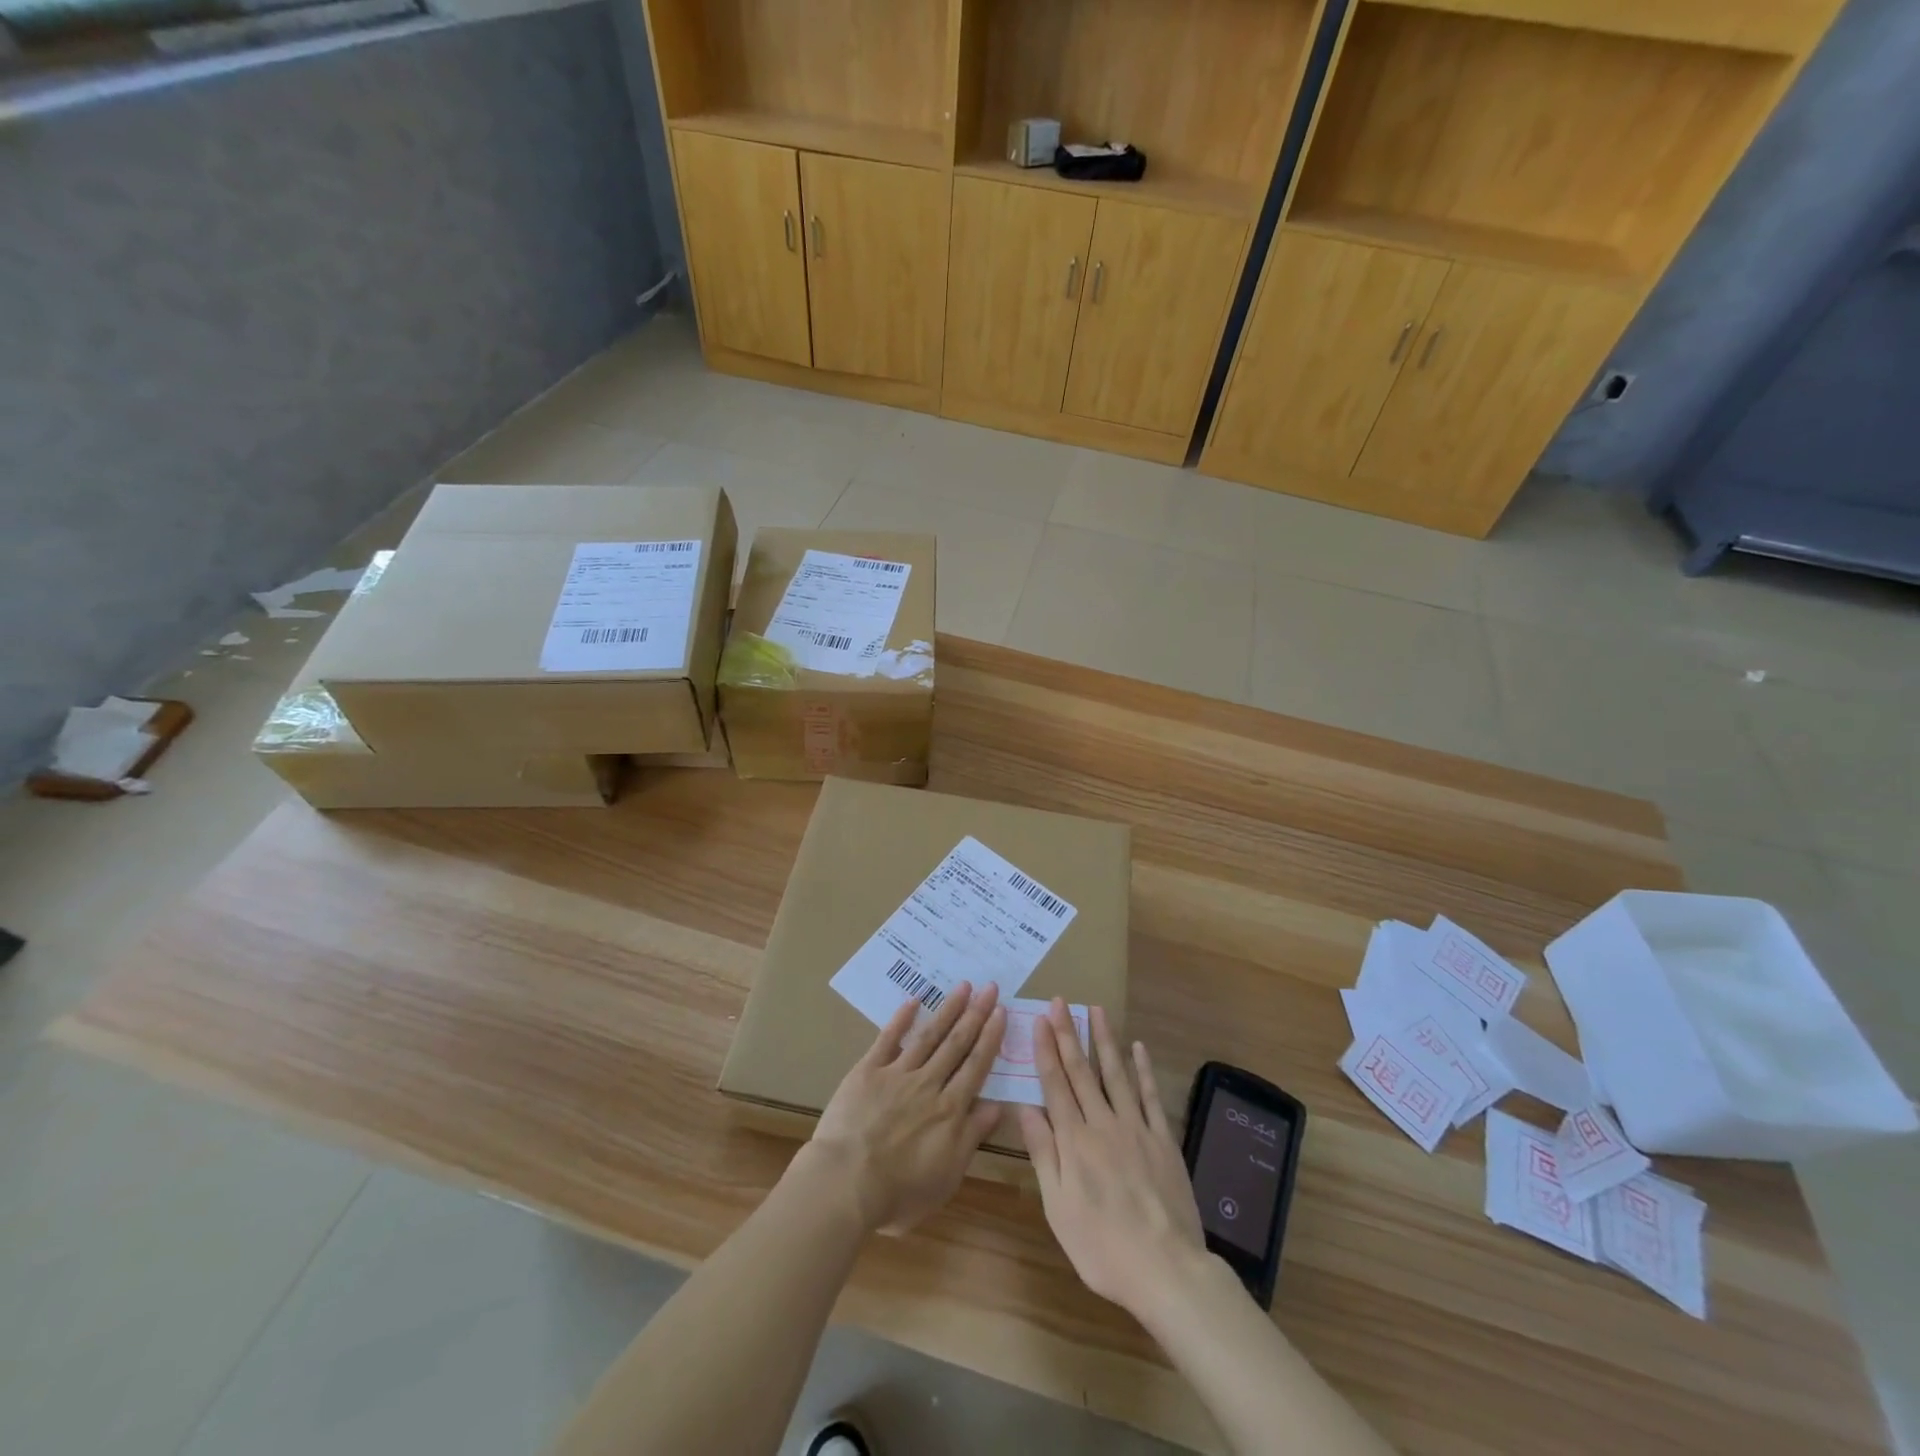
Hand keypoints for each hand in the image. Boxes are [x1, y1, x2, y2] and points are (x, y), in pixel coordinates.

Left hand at [808, 981, 1007, 1233]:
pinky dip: (901, 1019)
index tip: (1001, 1011)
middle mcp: (928, 1084)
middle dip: (976, 1014)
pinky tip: (913, 1000)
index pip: (976, 1066)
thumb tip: (996, 1106)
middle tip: (990, 987)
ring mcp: (898, 1073)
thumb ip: (971, 1137)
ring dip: (948, 1009)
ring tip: (963, 986)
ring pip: (928, 1035)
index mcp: (950, 1110)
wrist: (846, 1183)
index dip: (990, 1038)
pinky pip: (888, 1039)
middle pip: (957, 1043)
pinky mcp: (868, 1070)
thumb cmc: (898, 1192)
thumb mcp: (947, 1176)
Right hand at [1018, 1000, 1206, 1316]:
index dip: (1046, 1050)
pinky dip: (1143, 1069)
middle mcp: (1103, 1124)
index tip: (1040, 1020)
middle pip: (1082, 1071)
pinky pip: (1151, 1096)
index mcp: (1074, 1141)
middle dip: (1069, 1033)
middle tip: (1061, 1002)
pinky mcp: (1163, 1139)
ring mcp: (1136, 1128)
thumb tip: (1024, 1109)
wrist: (1165, 1269)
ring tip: (1096, 1009)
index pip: (1055, 1084)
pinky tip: (1137, 1047)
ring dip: (1104, 1039)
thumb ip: (1043, 1154)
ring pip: (1116, 1073)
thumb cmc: (1102, 1247)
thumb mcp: (1058, 1208)